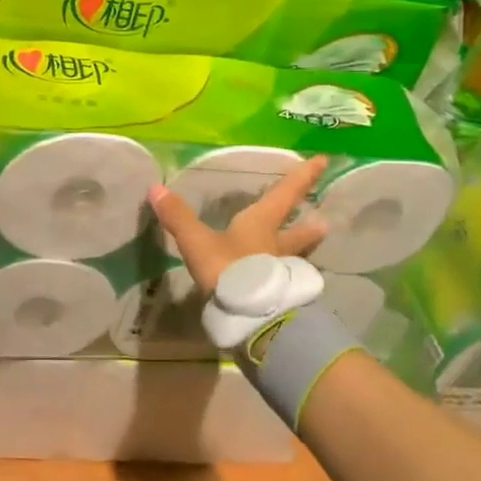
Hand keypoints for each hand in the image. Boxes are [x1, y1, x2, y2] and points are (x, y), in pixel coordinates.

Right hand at [147, 156, 329, 295]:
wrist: (253, 319)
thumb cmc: (229, 271)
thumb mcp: (198, 243)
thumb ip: (179, 217)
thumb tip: (156, 188)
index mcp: (261, 225)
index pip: (285, 194)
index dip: (302, 177)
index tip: (323, 161)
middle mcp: (277, 247)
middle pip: (299, 232)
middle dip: (310, 225)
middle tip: (324, 222)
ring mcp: (282, 275)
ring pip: (296, 259)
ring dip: (303, 252)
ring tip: (310, 251)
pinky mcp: (281, 300)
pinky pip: (286, 283)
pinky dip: (287, 279)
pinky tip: (283, 285)